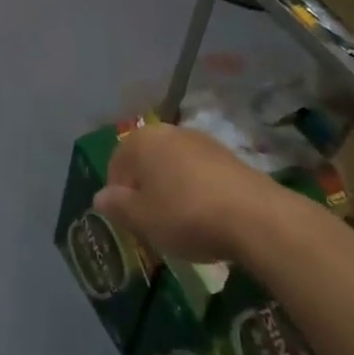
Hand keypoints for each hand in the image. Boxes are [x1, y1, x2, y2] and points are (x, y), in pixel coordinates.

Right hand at [95, 124, 281, 264]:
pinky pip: (199, 172)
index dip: (118, 193)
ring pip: (173, 165)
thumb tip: (100, 196)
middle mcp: (169, 132)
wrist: (254, 216)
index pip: (117, 163)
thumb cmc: (185, 215)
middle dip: (145, 188)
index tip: (129, 221)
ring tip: (180, 222)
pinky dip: (196, 190)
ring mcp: (201, 140)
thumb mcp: (142, 219)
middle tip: (151, 222)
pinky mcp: (228, 156)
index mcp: (142, 141)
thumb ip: (117, 206)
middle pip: (146, 161)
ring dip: (171, 188)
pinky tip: (205, 216)